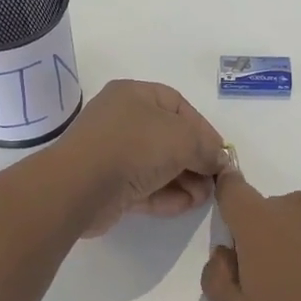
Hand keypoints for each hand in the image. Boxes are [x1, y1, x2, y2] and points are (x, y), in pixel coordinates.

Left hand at [47, 80, 228, 235]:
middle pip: (169, 138)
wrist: (79, 186)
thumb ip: (207, 148)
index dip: (203, 128)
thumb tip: (219, 161)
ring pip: (158, 166)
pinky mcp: (109, 186)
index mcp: (134, 95)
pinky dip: (166, 196)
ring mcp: (113, 154)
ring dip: (185, 182)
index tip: (220, 153)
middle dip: (196, 161)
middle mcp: (122, 120)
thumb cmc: (134, 147)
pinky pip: (144, 187)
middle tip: (214, 181)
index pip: (178, 105)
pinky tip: (186, 205)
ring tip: (203, 198)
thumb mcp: (183, 138)